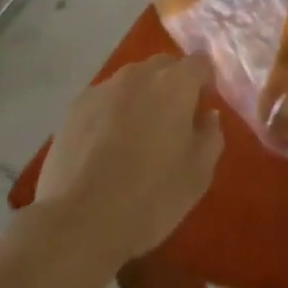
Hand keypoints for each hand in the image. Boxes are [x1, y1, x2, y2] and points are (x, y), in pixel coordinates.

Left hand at [32, 54, 223, 263]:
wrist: (78, 224)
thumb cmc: (149, 198)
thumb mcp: (198, 175)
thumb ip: (211, 135)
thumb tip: (207, 114)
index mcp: (175, 83)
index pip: (200, 63)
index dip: (204, 83)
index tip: (201, 111)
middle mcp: (140, 74)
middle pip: (164, 66)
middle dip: (172, 86)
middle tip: (170, 124)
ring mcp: (104, 88)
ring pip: (132, 81)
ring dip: (140, 98)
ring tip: (134, 137)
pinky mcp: (75, 107)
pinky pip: (104, 99)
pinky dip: (111, 113)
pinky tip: (104, 148)